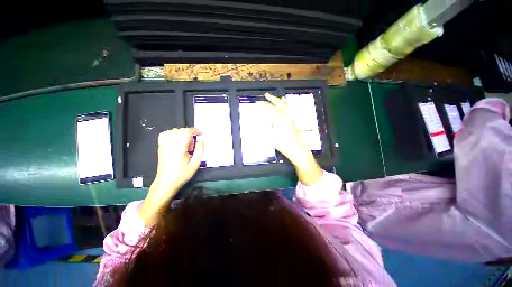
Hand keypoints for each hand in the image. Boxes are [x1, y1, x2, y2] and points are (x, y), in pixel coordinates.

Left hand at [154, 128, 204, 189]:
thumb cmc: (181, 174)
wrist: (166, 182)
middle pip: (180, 130)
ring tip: (186, 142)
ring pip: (173, 130)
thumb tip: (202, 140)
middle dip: (190, 132)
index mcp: (179, 149)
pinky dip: (173, 133)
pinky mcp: (160, 146)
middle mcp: (170, 145)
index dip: (195, 131)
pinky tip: (177, 140)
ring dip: (182, 133)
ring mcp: (163, 145)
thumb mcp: (195, 164)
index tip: (201, 134)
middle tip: (194, 142)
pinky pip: (165, 134)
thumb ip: (200, 150)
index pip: (186, 132)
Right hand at [258, 93, 306, 163]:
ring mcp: (290, 119)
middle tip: (266, 95)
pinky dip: (286, 107)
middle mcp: (286, 117)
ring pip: (286, 107)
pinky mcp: (293, 123)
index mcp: (279, 120)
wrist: (297, 150)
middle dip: (272, 99)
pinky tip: (286, 108)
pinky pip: (289, 111)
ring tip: (278, 97)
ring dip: (280, 101)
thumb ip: (265, 131)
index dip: (263, 105)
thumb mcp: (271, 139)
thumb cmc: (284, 145)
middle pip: (279, 104)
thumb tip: (258, 126)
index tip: (257, 103)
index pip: (270, 109)